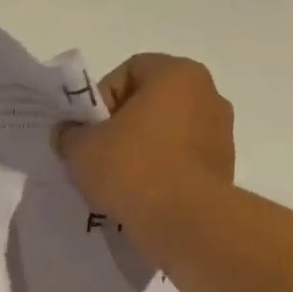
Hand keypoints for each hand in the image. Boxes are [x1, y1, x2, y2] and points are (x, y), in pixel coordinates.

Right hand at [53, 54, 235, 250]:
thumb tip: (69, 134)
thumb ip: (70, 134)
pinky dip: (161, 174)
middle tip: (98, 156)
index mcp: (177, 75)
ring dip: (141, 152)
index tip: (89, 130)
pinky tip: (141, 197)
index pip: (130, 70)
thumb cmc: (132, 169)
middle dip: (121, 127)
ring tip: (118, 182)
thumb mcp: (81, 149)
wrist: (184, 221)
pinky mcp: (223, 169)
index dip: (101, 98)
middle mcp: (207, 95)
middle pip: (151, 103)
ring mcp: (220, 133)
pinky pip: (181, 162)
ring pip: (167, 134)